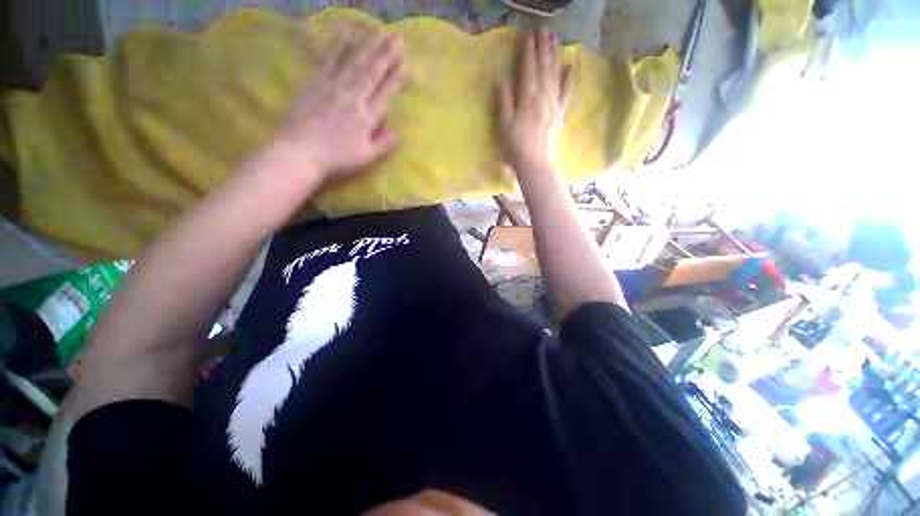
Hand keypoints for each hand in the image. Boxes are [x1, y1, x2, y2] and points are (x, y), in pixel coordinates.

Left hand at [273, 29, 406, 184]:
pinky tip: (346, 33)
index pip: (385, 94)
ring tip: (378, 30)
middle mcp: (352, 97)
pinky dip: (339, 45)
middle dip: (385, 54)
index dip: (396, 79)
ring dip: (367, 45)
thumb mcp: (365, 158)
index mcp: (366, 117)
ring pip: (353, 62)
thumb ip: (383, 145)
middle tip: (397, 37)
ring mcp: (333, 86)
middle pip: (371, 72)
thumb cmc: (335, 158)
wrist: (298, 151)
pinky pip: (330, 59)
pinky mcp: (315, 81)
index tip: (405, 65)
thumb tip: (398, 134)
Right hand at [497, 32, 571, 171]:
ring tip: (554, 40)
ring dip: (554, 56)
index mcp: (528, 99)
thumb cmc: (516, 146)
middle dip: (543, 48)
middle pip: (544, 68)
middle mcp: (544, 97)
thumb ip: (504, 102)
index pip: (529, 69)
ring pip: (555, 75)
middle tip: (544, 30)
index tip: (528, 35)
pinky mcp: (560, 114)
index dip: (528, 52)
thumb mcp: (504, 126)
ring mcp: (554, 105)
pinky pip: (565, 93)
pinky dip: (567, 79)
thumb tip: (502, 80)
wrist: (535, 163)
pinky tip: (569, 67)